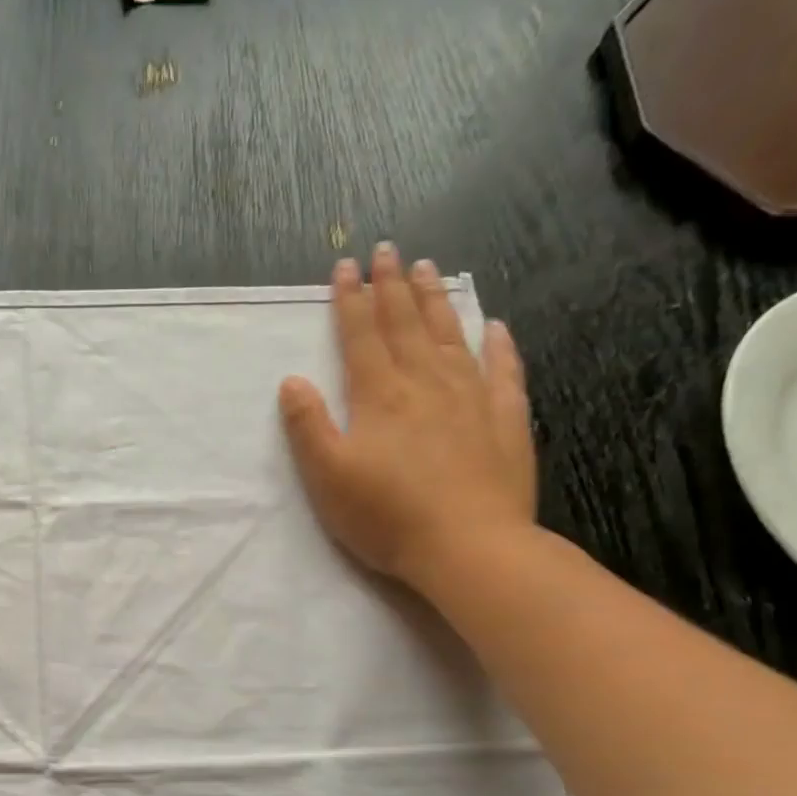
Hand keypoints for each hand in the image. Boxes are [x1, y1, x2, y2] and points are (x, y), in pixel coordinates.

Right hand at [279, 246, 535, 592]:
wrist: (467, 545)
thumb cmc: (386, 516)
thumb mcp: (327, 477)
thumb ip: (307, 427)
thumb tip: (292, 381)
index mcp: (379, 396)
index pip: (360, 336)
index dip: (350, 300)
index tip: (346, 266)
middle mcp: (426, 383)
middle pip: (406, 324)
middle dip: (392, 286)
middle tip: (388, 250)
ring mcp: (471, 398)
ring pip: (451, 336)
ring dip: (436, 301)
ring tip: (429, 270)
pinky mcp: (505, 420)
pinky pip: (503, 370)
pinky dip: (498, 344)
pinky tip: (493, 327)